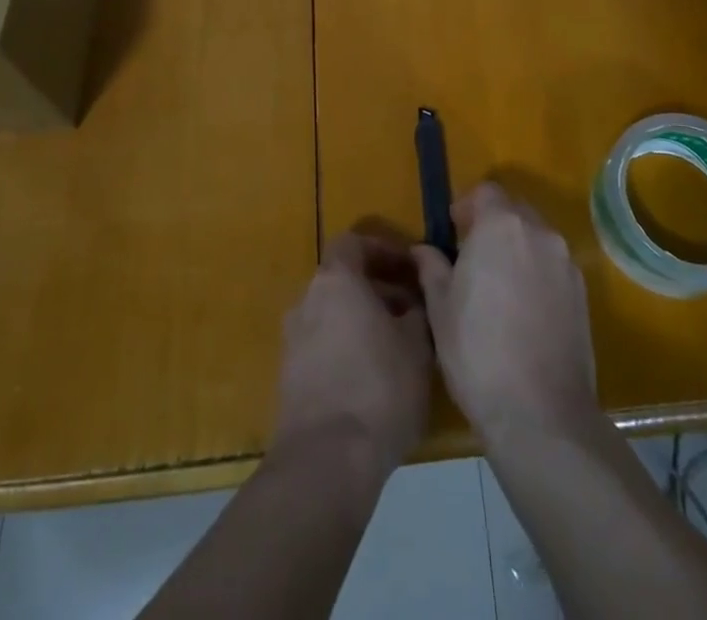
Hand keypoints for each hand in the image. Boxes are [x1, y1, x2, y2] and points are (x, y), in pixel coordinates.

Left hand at [271, 231, 432, 481]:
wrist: (326, 462)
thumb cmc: (379, 388)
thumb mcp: (417, 345)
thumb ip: (417, 311)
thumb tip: (413, 302)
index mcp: (335, 281)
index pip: (353, 243)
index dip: (383, 250)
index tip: (410, 268)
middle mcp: (306, 301)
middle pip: (342, 281)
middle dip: (377, 290)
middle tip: (412, 312)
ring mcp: (292, 341)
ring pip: (332, 316)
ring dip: (362, 322)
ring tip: (398, 349)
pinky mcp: (288, 380)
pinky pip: (322, 348)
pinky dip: (346, 350)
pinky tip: (373, 381)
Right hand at [411, 183, 597, 440]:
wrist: (542, 414)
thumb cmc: (478, 352)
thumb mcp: (440, 308)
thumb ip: (432, 268)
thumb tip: (423, 250)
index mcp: (501, 226)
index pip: (486, 192)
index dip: (466, 207)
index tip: (453, 234)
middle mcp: (539, 233)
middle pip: (514, 210)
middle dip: (492, 225)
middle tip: (471, 260)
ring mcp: (566, 263)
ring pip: (536, 238)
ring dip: (516, 249)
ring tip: (497, 288)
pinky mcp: (583, 293)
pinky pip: (553, 266)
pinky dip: (536, 273)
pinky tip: (522, 311)